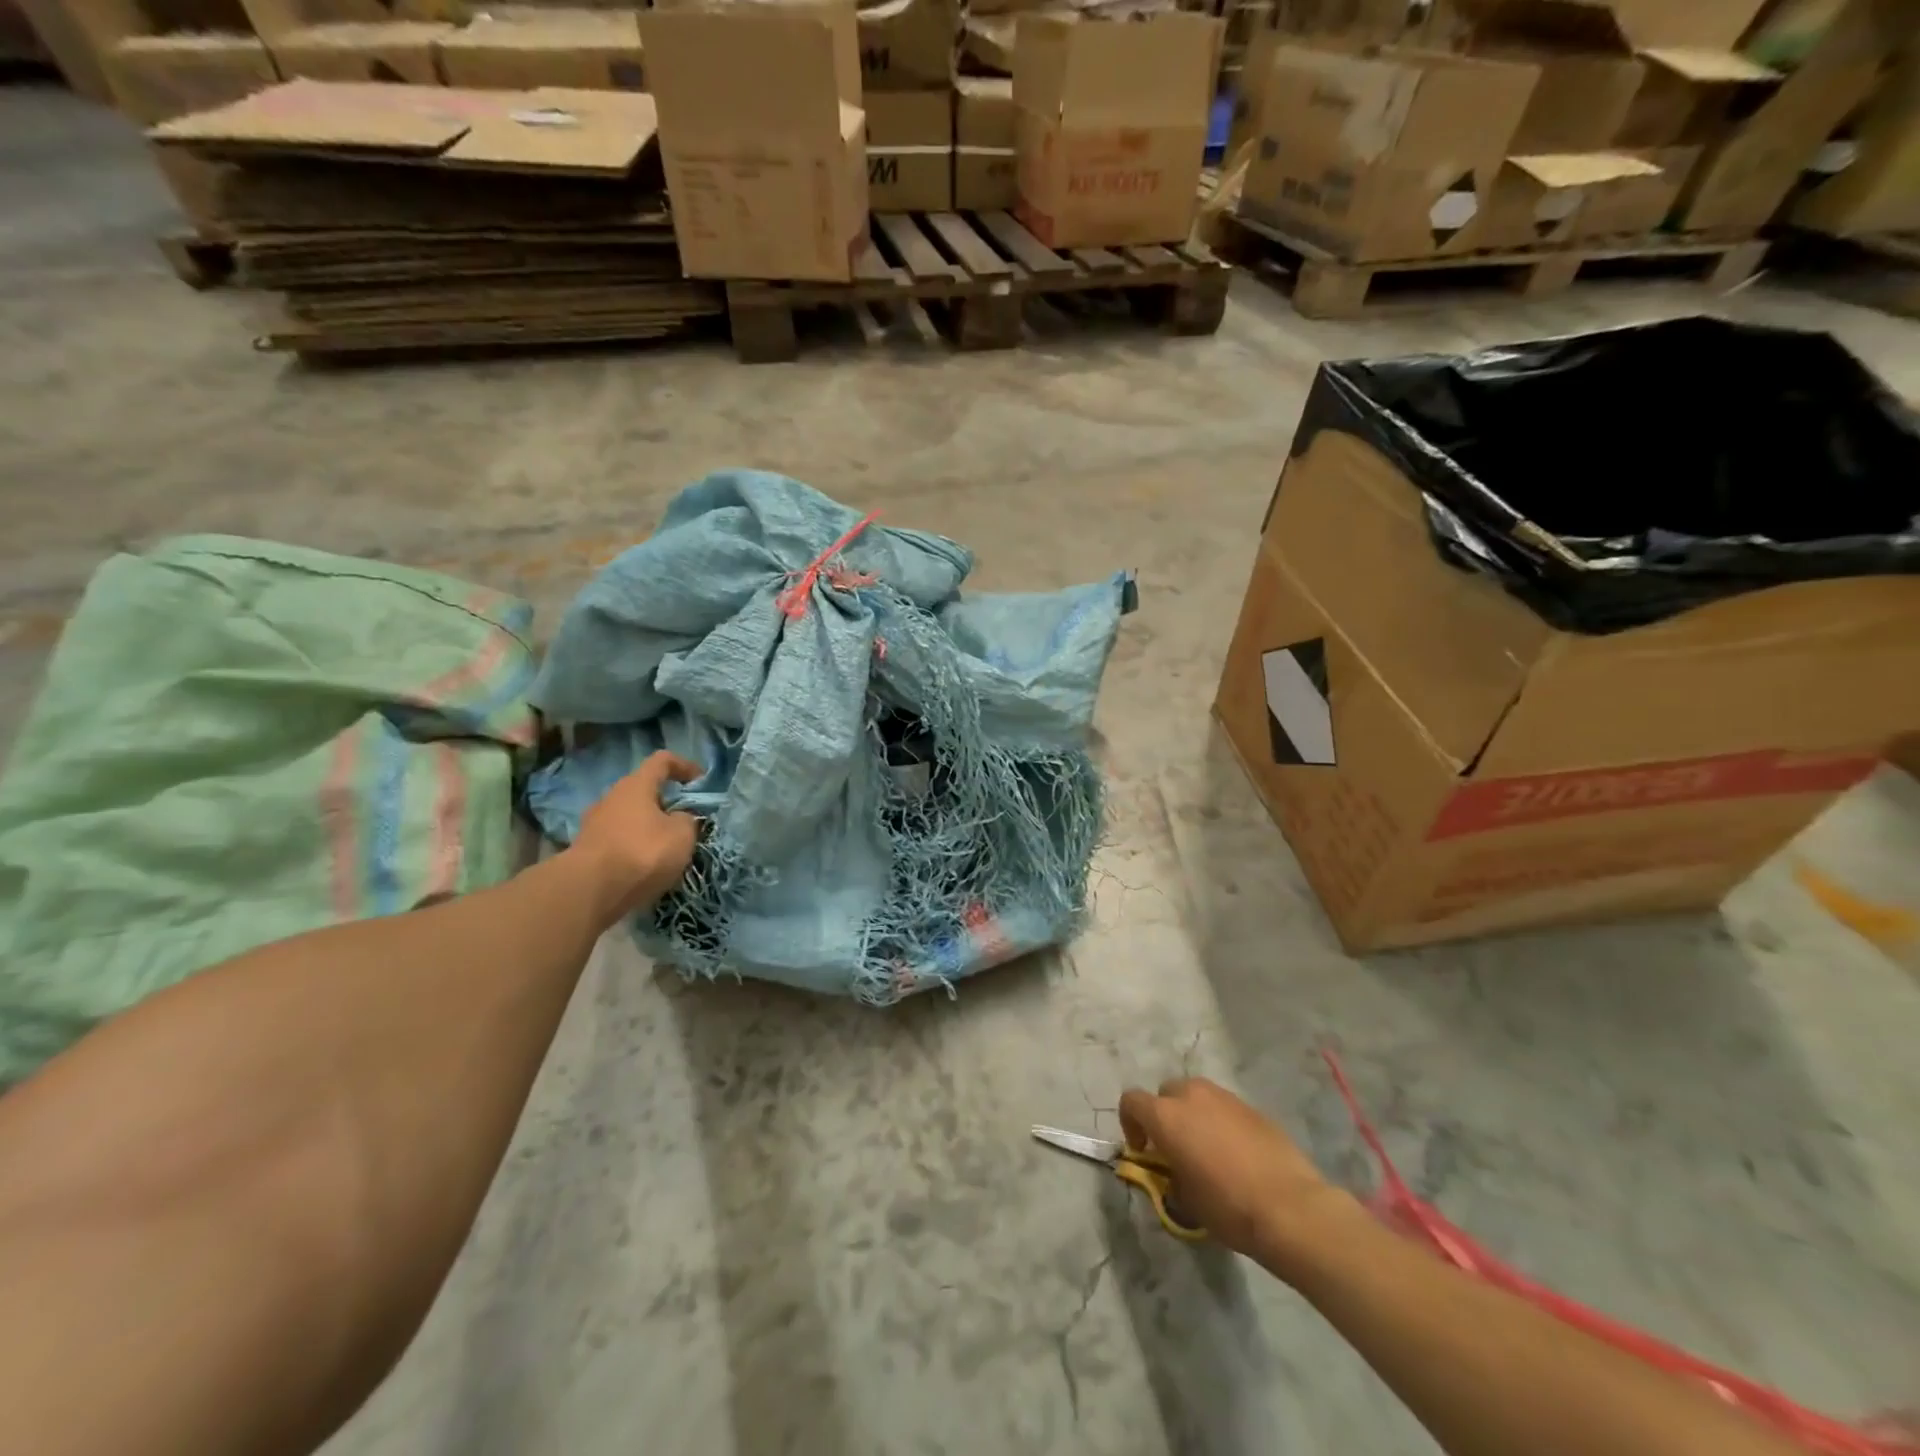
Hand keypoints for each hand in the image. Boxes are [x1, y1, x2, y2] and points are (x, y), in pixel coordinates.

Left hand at [570, 752, 701, 921]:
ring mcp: (594, 824)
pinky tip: (646, 868)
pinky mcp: (587, 850)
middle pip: (643, 791)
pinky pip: (618, 841)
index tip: (701, 782)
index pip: (662, 761)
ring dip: (649, 828)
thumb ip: (688, 819)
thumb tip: (680, 818)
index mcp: (636, 785)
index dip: (685, 766)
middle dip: (666, 803)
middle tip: (686, 822)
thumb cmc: (642, 852)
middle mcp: (611, 798)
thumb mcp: (682, 835)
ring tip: (667, 850)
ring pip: (630, 818)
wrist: (589, 891)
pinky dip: (634, 848)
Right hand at [1119, 1077, 1344, 1264]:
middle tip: (1175, 1148)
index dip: (1130, 1123)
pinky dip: (1220, 1122)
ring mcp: (1224, 1097)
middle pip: (1166, 1093)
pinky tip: (1236, 1154)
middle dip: (1164, 1115)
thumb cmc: (1228, 1207)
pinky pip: (1224, 1107)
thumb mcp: (1186, 1200)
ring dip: (1193, 1115)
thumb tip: (1173, 1170)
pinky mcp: (1251, 1107)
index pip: (1131, 1101)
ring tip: (1207, 1149)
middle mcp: (1191, 1095)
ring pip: (1196, 1095)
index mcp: (1166, 1115)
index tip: (1143, 1150)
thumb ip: (1170, 1175)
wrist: (1290, 1208)